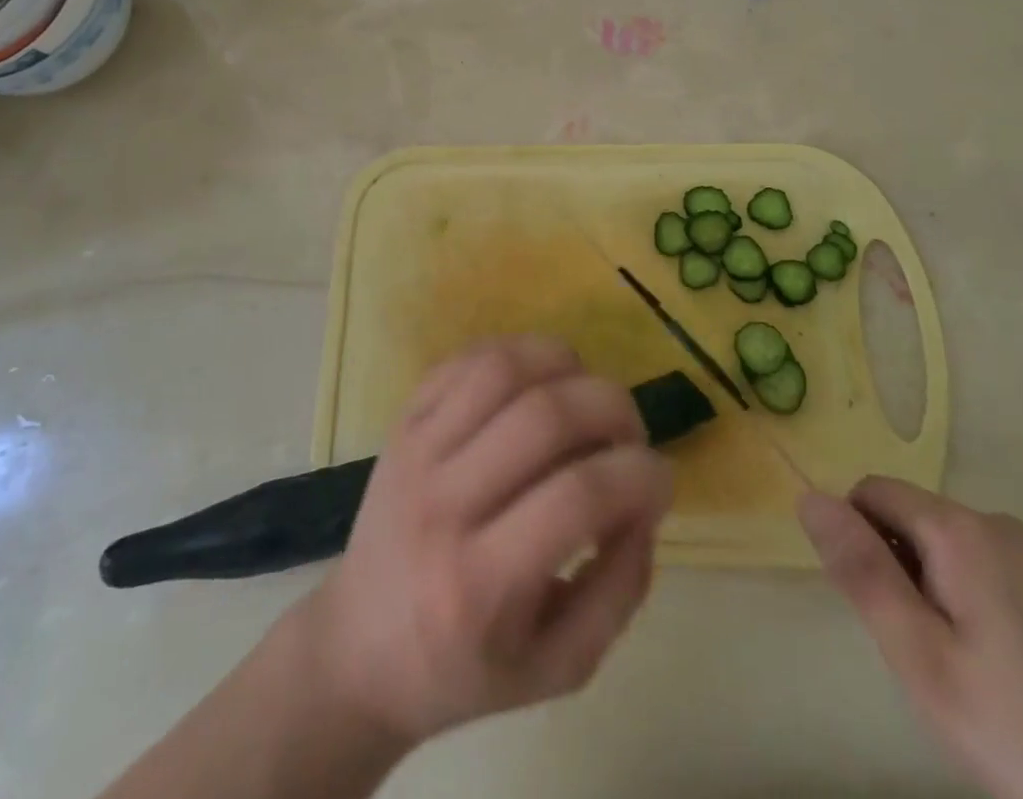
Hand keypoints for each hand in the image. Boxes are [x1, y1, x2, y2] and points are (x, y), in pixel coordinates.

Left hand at [305, 336, 674, 747]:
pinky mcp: (403, 418)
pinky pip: (467, 358)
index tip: (662, 481)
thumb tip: (645, 503)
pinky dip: (519, 353)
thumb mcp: (557, 668)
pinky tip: (541, 381)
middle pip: (544, 415)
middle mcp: (442, 503)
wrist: (359, 648)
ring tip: (588, 396)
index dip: (640, 476)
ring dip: (567, 365)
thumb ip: (619, 590)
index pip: (578, 497)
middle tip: (631, 434)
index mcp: (479, 584)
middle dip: (613, 409)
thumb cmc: (462, 669)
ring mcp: (415, 449)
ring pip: (503, 368)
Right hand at [801, 479, 1022, 798]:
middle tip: (921, 652)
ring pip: (943, 546)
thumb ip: (862, 572)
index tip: (878, 610)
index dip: (857, 541)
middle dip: (895, 569)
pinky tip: (997, 672)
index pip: (871, 492)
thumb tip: (808, 496)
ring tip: (960, 670)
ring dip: (929, 589)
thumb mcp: (923, 659)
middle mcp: (995, 523)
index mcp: (959, 529)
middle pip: (909, 517)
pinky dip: (966, 602)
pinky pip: (982, 569)